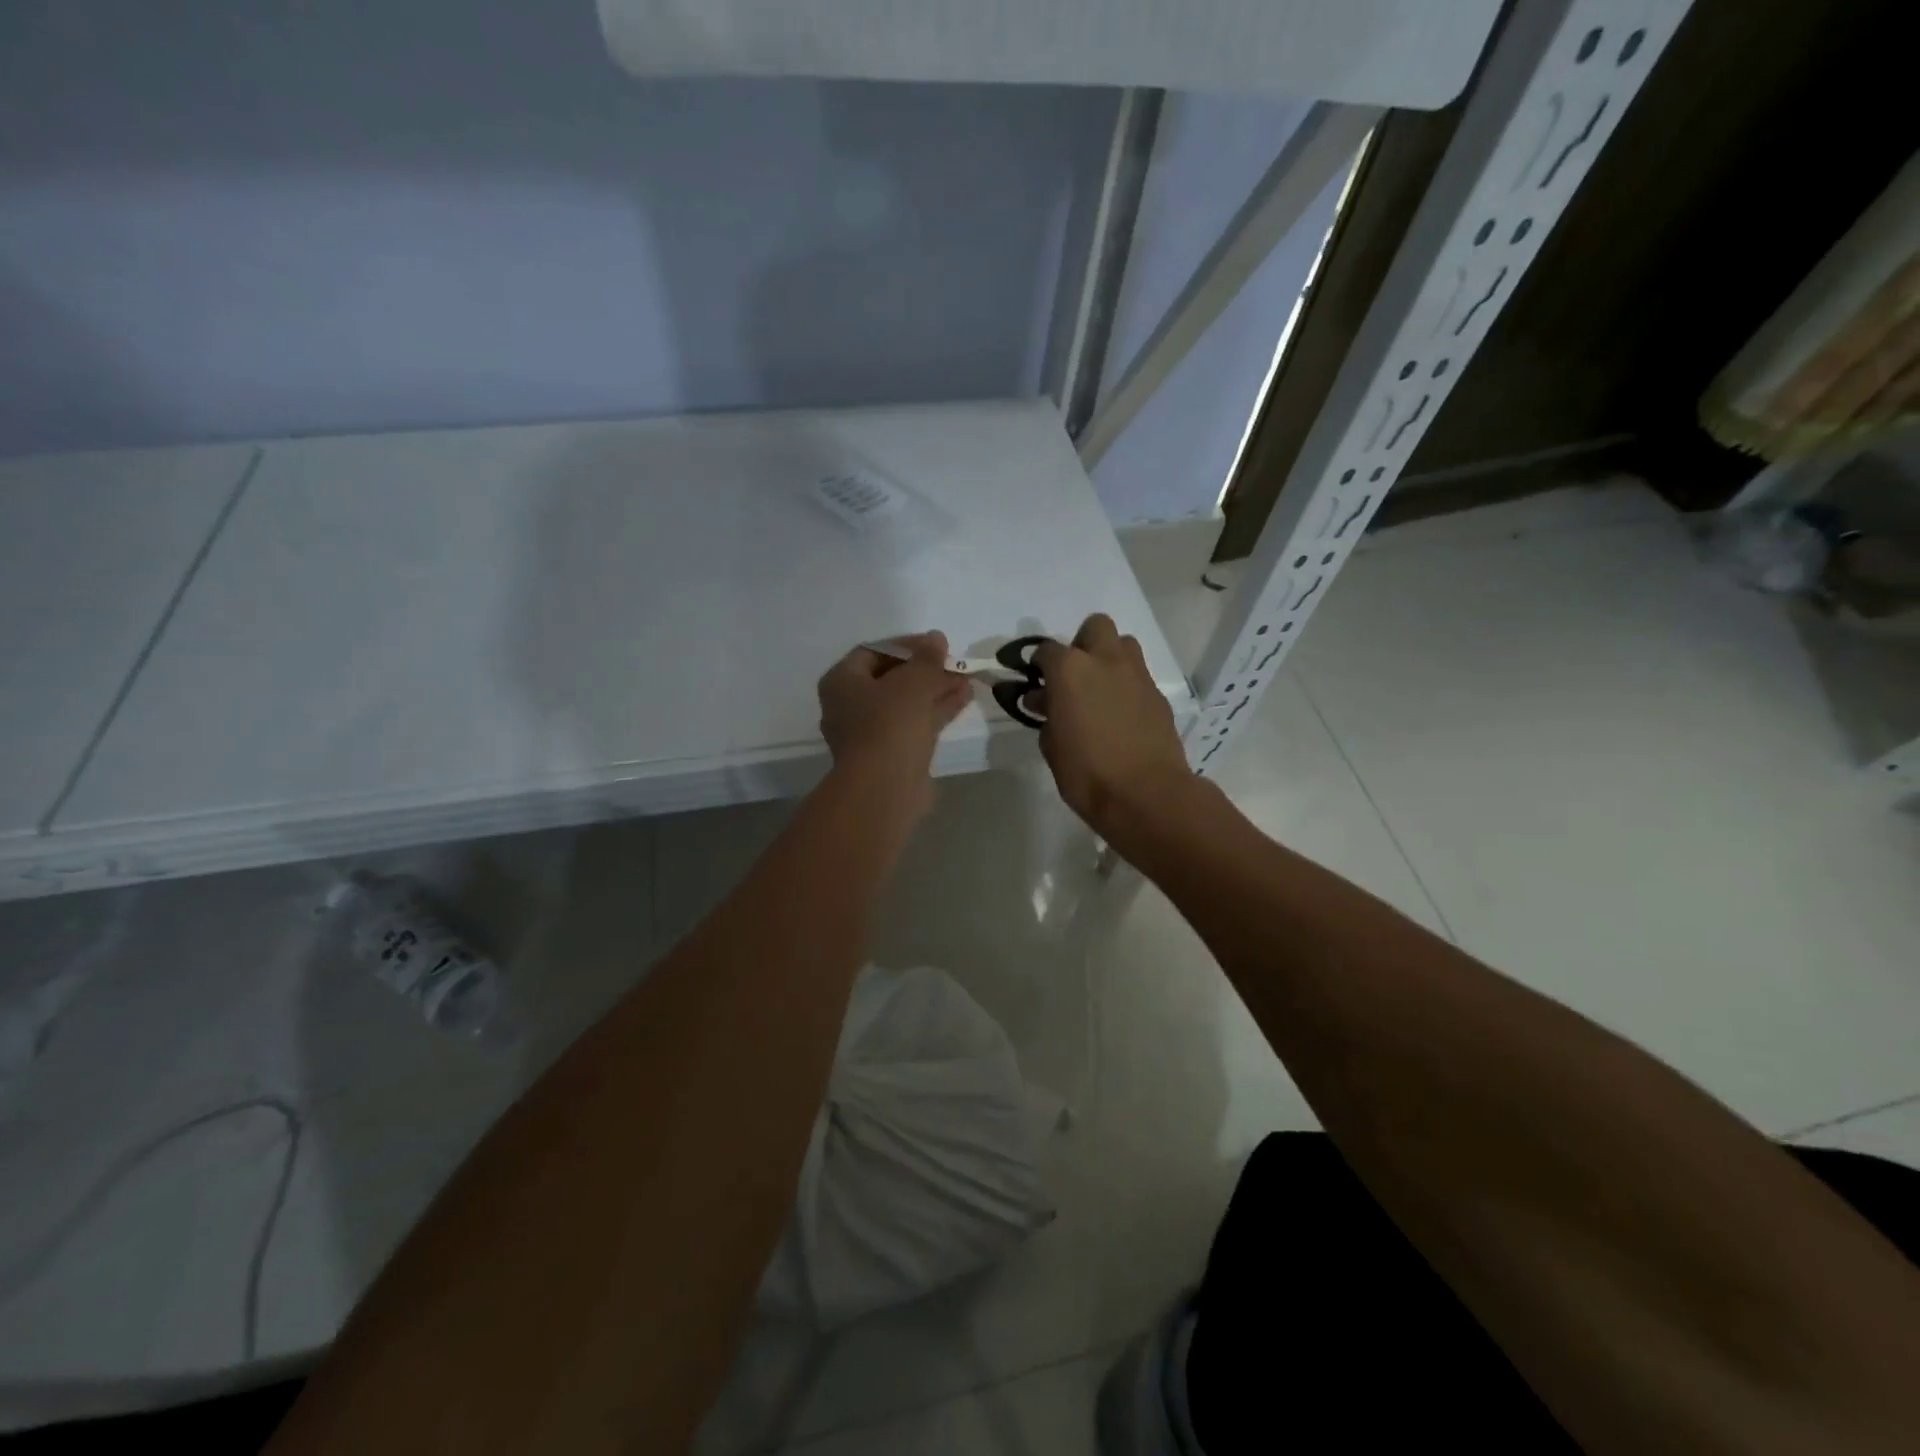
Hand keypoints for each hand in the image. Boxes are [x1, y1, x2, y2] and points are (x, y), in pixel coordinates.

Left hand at [818, 632, 971, 796]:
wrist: (885, 788)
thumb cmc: (890, 724)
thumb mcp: (913, 681)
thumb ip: (926, 657)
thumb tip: (935, 638)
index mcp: (842, 682)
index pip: (873, 651)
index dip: (906, 644)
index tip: (935, 644)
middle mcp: (849, 706)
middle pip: (891, 678)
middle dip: (925, 670)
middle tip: (953, 663)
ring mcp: (870, 733)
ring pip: (905, 703)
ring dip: (935, 690)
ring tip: (966, 679)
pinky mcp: (890, 754)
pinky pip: (913, 724)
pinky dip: (935, 710)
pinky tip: (963, 698)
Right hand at [1035, 614, 1190, 831]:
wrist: (1146, 794)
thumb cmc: (1087, 773)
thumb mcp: (1052, 747)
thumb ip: (1046, 716)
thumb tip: (1044, 702)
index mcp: (1070, 670)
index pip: (1046, 651)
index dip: (1038, 666)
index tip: (1036, 684)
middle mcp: (1105, 661)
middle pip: (1095, 627)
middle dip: (1082, 644)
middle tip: (1074, 676)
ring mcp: (1137, 676)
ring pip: (1123, 645)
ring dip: (1109, 659)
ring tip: (1099, 692)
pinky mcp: (1158, 696)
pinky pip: (1138, 677)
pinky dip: (1126, 687)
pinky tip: (1120, 717)